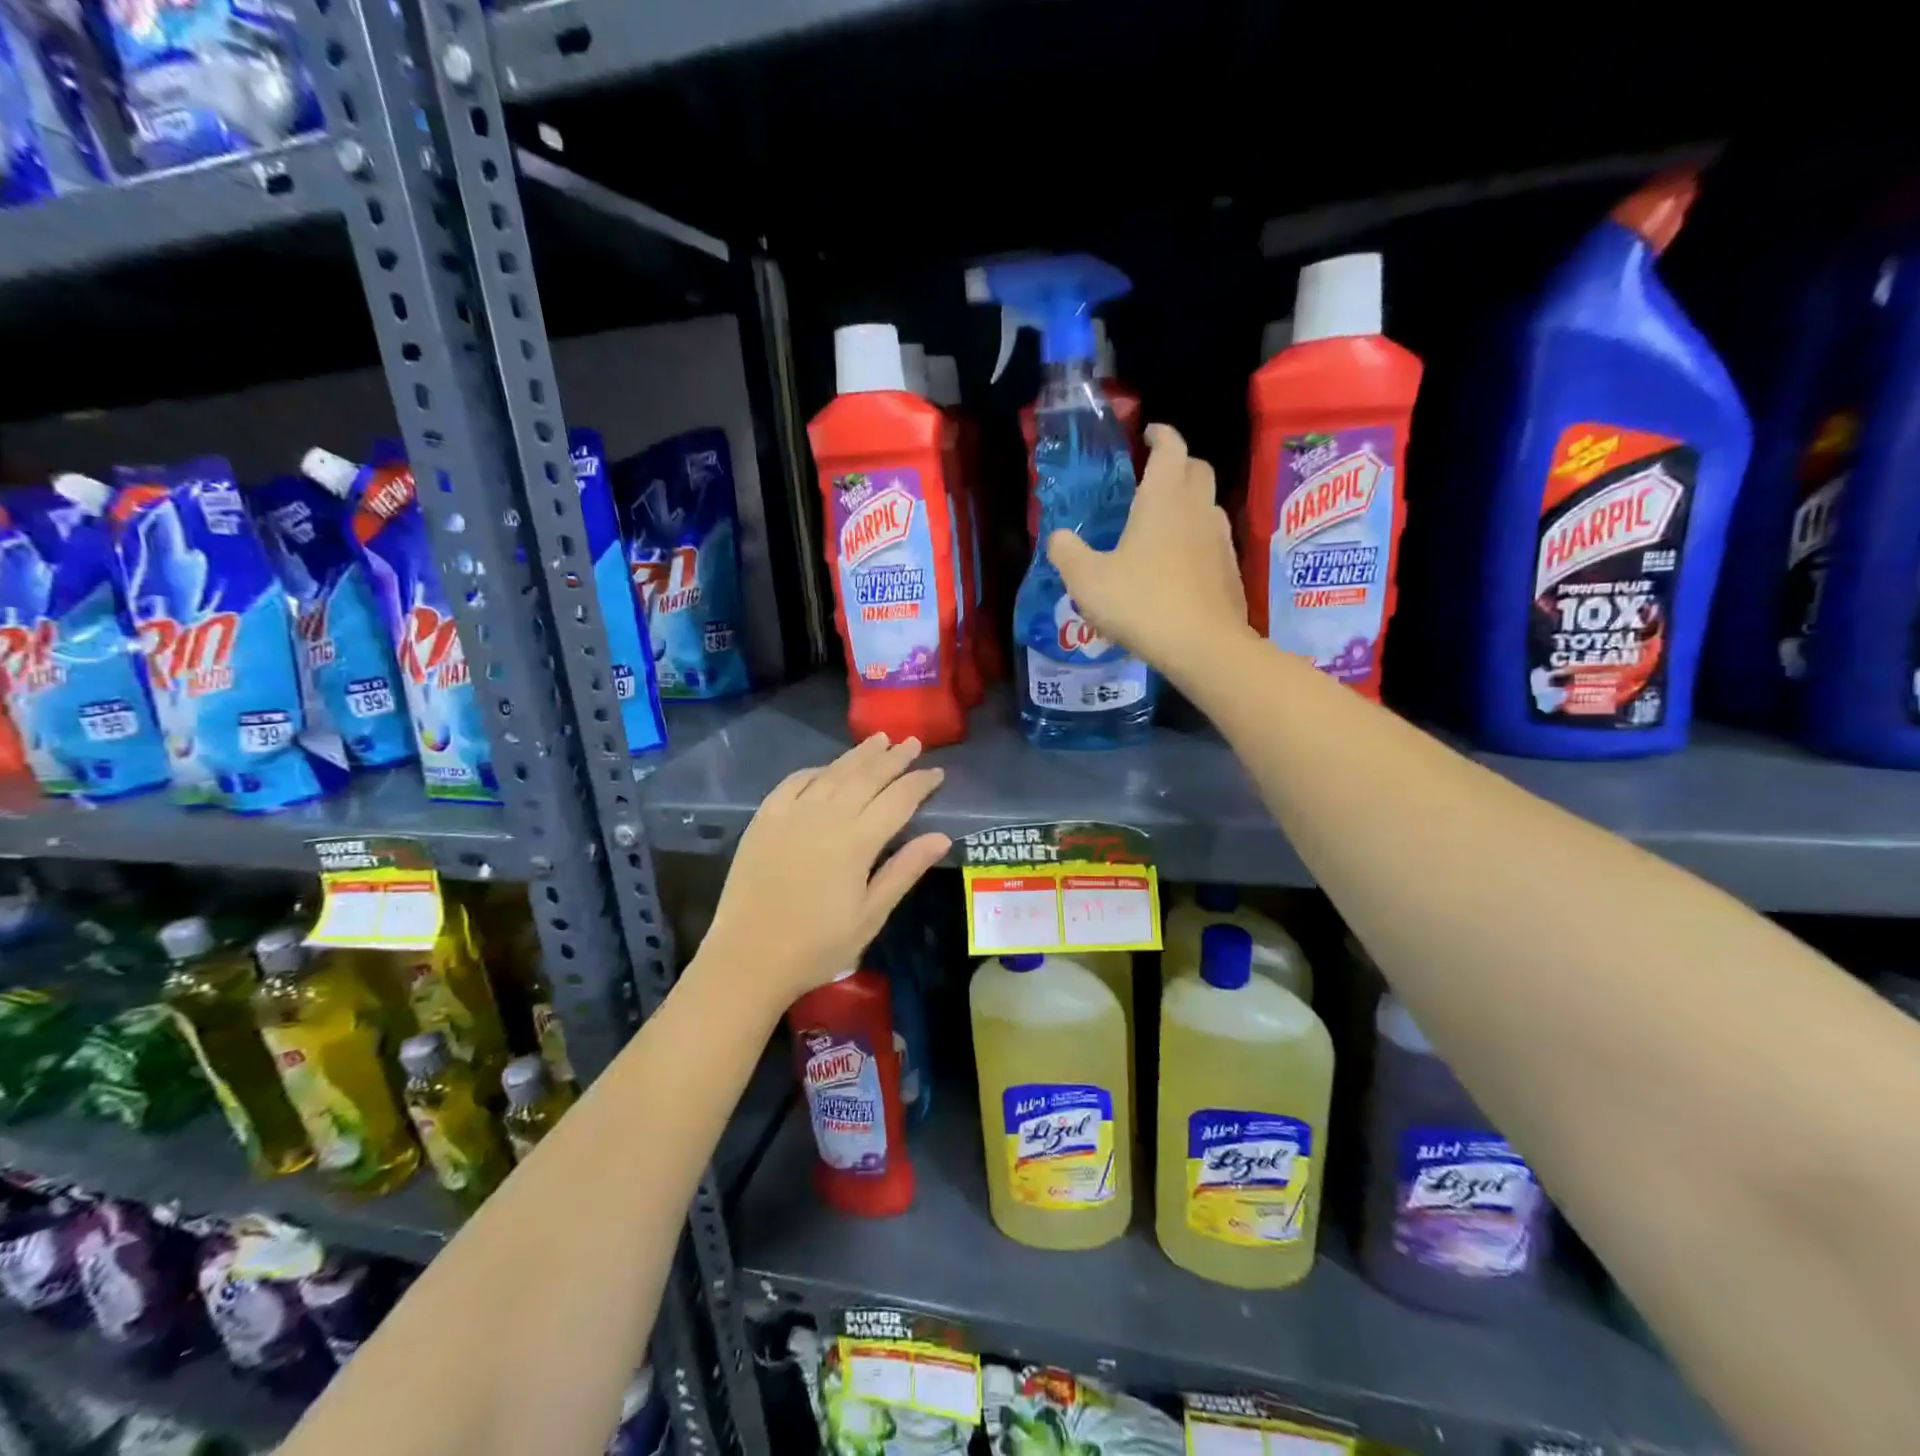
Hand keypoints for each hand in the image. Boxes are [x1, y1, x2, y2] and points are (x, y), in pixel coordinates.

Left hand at [692, 735, 950, 1013]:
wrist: (748, 959)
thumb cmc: (818, 945)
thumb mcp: (871, 915)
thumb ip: (905, 870)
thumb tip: (941, 836)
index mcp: (857, 842)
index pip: (898, 800)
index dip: (919, 783)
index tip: (936, 772)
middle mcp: (826, 817)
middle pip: (866, 777)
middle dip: (893, 758)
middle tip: (912, 742)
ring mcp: (791, 814)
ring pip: (832, 773)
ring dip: (858, 755)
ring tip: (879, 739)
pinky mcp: (764, 819)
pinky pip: (794, 782)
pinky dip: (816, 770)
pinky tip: (827, 768)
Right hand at [1046, 424, 1253, 675]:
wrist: (1202, 646)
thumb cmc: (1141, 603)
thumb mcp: (1087, 581)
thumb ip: (1066, 553)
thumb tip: (1058, 536)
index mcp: (1163, 498)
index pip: (1170, 447)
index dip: (1160, 434)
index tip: (1148, 433)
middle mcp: (1196, 509)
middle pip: (1197, 468)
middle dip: (1178, 464)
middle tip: (1153, 476)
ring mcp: (1219, 539)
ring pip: (1207, 504)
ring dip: (1188, 502)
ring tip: (1163, 522)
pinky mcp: (1230, 569)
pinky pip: (1213, 539)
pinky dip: (1196, 538)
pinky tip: (1179, 564)